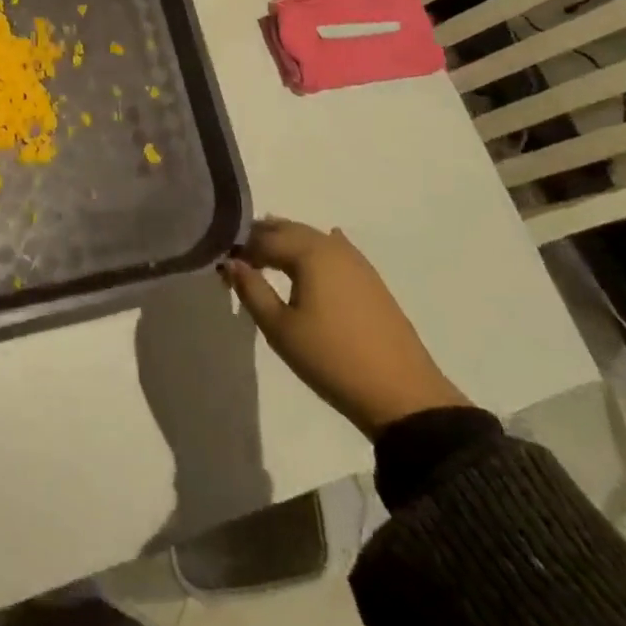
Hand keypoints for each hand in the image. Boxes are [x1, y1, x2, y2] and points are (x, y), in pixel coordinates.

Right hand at [220, 217, 466, 437]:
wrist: (403, 395)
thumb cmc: (332, 359)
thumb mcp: (280, 328)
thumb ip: (251, 289)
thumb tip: (231, 262)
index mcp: (309, 251)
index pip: (262, 237)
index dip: (238, 248)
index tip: (221, 266)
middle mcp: (332, 245)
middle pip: (287, 229)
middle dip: (260, 239)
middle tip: (238, 261)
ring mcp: (355, 260)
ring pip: (310, 238)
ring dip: (285, 244)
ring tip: (266, 264)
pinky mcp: (370, 278)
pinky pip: (331, 250)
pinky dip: (311, 252)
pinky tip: (307, 263)